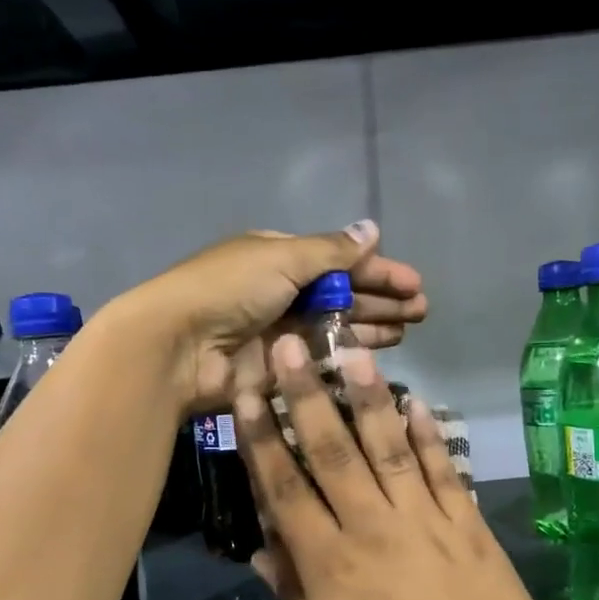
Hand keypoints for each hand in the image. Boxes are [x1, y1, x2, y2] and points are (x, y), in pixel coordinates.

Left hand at [108, 220, 428, 415]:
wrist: (177, 346)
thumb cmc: (228, 289)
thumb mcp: (281, 259)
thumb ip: (331, 252)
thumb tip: (371, 230)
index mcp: (277, 257)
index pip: (337, 260)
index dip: (376, 270)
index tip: (414, 283)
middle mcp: (280, 292)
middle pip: (340, 293)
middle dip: (381, 299)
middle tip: (421, 311)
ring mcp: (278, 333)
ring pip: (334, 327)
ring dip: (370, 326)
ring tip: (408, 330)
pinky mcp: (276, 368)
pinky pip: (319, 359)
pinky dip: (346, 356)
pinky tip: (376, 357)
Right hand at [236, 334, 598, 599]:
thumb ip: (295, 597)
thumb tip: (261, 550)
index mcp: (330, 565)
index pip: (285, 489)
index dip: (263, 438)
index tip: (247, 394)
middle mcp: (374, 528)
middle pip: (333, 452)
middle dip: (307, 395)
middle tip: (292, 345)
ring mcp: (426, 522)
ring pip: (389, 448)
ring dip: (369, 398)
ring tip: (354, 353)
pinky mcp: (469, 527)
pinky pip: (444, 472)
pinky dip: (430, 436)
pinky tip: (418, 403)